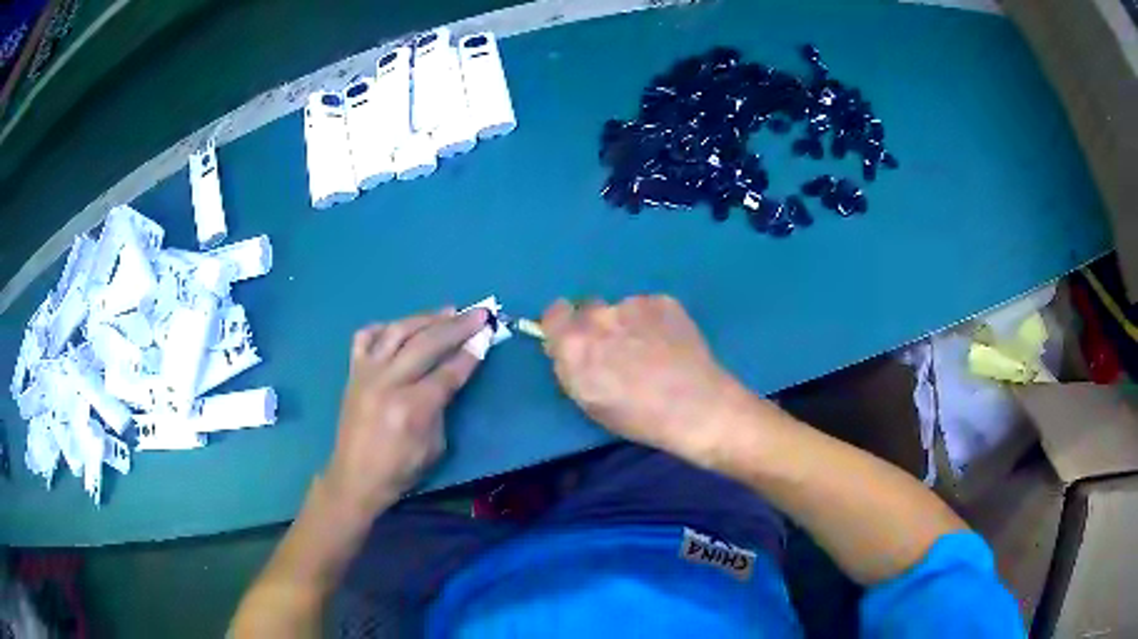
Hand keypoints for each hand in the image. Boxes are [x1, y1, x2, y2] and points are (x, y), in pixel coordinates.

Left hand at [323, 308, 488, 522]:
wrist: (354, 478)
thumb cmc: (399, 470)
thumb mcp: (434, 447)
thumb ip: (442, 408)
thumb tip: (450, 376)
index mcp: (412, 408)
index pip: (448, 372)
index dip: (471, 353)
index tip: (487, 334)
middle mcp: (388, 383)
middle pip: (427, 344)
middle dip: (457, 326)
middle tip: (479, 312)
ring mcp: (366, 373)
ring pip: (397, 331)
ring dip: (426, 318)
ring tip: (448, 310)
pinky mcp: (353, 372)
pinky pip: (365, 337)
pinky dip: (384, 327)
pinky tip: (400, 326)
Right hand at [542, 295, 756, 467]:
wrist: (697, 407)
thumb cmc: (638, 417)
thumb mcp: (589, 400)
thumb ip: (571, 366)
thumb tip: (566, 346)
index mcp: (574, 344)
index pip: (554, 314)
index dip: (564, 326)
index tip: (576, 340)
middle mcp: (599, 317)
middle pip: (588, 308)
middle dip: (597, 325)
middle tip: (618, 349)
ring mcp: (633, 304)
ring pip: (621, 309)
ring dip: (629, 323)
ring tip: (652, 351)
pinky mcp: (663, 301)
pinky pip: (649, 307)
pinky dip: (655, 321)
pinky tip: (671, 345)